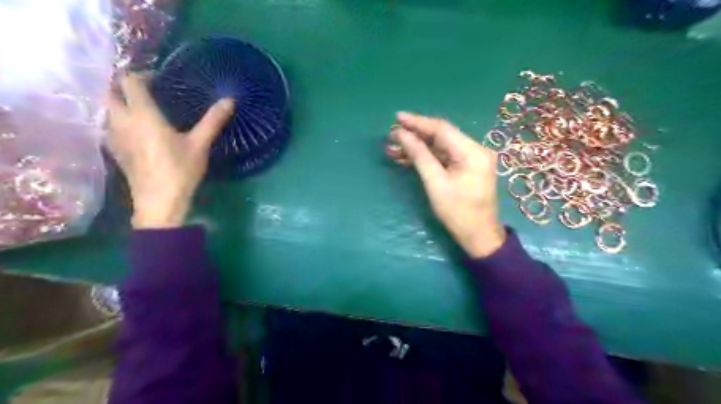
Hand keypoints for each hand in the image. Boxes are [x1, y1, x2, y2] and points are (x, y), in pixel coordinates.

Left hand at [106, 72, 234, 228]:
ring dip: (121, 103)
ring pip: (108, 110)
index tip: (160, 79)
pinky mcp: (114, 151)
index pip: (130, 81)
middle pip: (110, 92)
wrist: (159, 202)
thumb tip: (230, 100)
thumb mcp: (200, 145)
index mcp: (143, 115)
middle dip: (124, 86)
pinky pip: (110, 126)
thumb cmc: (180, 171)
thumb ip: (212, 120)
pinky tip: (138, 132)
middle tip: (148, 91)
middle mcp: (121, 121)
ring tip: (144, 109)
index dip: (143, 75)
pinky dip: (120, 121)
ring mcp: (113, 136)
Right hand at [386, 111, 501, 255]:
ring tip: (394, 148)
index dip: (418, 122)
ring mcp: (471, 159)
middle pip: (441, 136)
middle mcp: (475, 149)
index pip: (441, 129)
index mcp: (472, 151)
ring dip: (418, 147)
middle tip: (392, 135)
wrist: (478, 236)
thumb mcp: (435, 183)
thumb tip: (402, 134)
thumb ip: (419, 156)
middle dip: (415, 135)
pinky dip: (426, 157)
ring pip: (440, 147)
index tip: (397, 118)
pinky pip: (443, 157)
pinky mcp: (466, 168)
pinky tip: (407, 158)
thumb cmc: (457, 212)